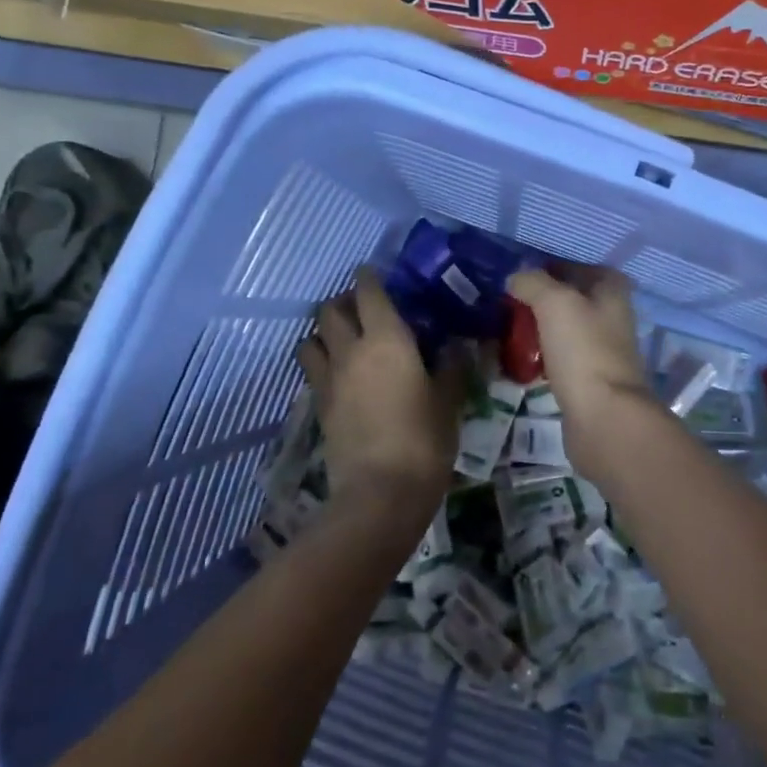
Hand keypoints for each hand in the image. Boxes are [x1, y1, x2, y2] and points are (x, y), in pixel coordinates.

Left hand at [296, 269, 469, 519]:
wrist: (381, 493)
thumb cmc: (424, 438)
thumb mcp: (448, 400)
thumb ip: (451, 367)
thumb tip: (455, 346)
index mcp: (386, 338)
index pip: (369, 292)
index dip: (369, 278)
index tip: (374, 273)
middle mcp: (351, 350)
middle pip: (330, 310)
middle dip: (342, 301)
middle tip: (362, 308)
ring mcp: (329, 379)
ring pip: (311, 338)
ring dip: (324, 331)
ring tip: (344, 339)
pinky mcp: (320, 406)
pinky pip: (313, 370)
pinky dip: (321, 362)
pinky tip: (341, 374)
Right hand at [506, 265, 651, 421]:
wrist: (603, 416)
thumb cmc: (583, 350)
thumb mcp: (554, 302)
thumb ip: (533, 282)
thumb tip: (515, 278)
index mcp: (612, 291)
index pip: (578, 267)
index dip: (549, 267)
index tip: (518, 277)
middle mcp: (613, 316)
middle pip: (572, 299)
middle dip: (541, 300)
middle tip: (507, 304)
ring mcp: (603, 349)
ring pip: (566, 329)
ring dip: (541, 329)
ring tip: (508, 331)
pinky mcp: (591, 379)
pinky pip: (563, 358)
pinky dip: (544, 356)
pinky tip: (522, 360)